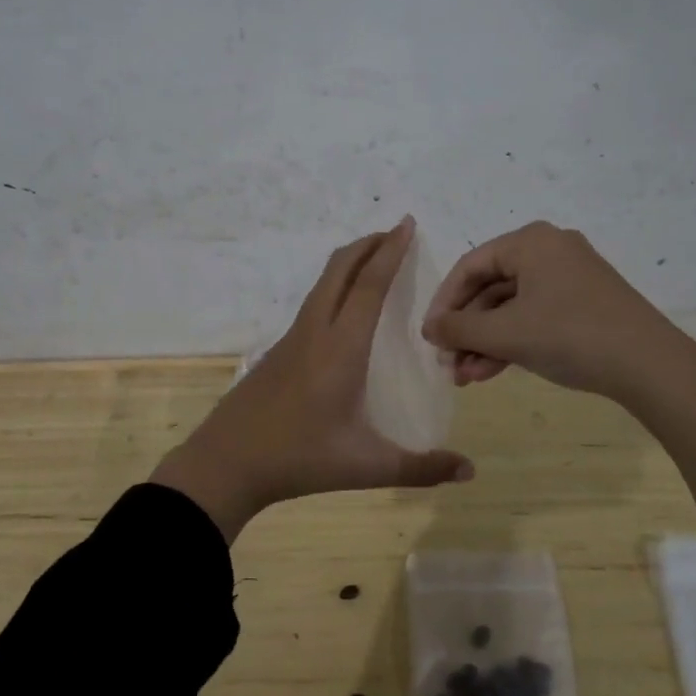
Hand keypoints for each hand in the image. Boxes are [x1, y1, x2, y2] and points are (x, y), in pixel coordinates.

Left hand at [152, 217, 474, 540]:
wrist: (226, 463)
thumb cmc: (300, 458)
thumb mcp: (365, 466)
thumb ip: (420, 468)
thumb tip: (469, 471)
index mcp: (341, 347)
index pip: (370, 285)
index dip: (390, 251)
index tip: (406, 223)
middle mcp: (315, 331)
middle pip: (340, 269)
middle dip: (368, 244)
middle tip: (395, 233)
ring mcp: (292, 339)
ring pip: (322, 283)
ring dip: (349, 263)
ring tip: (374, 261)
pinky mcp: (278, 351)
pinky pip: (312, 302)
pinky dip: (334, 286)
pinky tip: (342, 308)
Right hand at [421, 221, 680, 400]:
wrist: (650, 365)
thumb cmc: (570, 335)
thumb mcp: (506, 333)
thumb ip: (460, 329)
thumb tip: (429, 329)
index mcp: (530, 241)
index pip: (470, 266)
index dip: (444, 303)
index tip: (429, 338)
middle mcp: (549, 249)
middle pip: (490, 287)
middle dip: (467, 330)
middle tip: (448, 364)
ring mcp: (570, 276)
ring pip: (512, 306)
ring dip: (486, 341)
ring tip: (467, 378)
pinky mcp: (584, 302)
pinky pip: (535, 315)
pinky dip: (513, 341)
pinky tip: (492, 371)